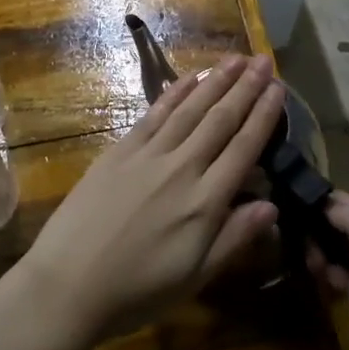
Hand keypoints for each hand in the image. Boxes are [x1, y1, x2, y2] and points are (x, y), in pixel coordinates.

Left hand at [16, 54, 284, 348]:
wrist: (69, 283)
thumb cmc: (137, 290)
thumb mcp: (195, 277)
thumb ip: (234, 238)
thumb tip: (272, 205)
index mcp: (205, 202)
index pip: (244, 148)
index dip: (264, 116)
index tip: (279, 89)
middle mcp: (181, 168)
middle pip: (220, 119)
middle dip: (245, 87)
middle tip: (265, 60)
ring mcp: (148, 155)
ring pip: (190, 109)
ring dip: (215, 81)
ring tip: (235, 58)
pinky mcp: (120, 150)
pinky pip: (154, 114)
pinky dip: (174, 92)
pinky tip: (189, 77)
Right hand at [308, 192, 348, 349]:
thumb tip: (328, 202)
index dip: (321, 201)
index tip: (289, 206)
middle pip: (345, 226)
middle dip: (319, 230)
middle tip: (299, 246)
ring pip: (342, 252)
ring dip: (322, 255)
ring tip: (308, 269)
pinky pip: (343, 279)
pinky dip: (329, 277)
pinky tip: (320, 288)